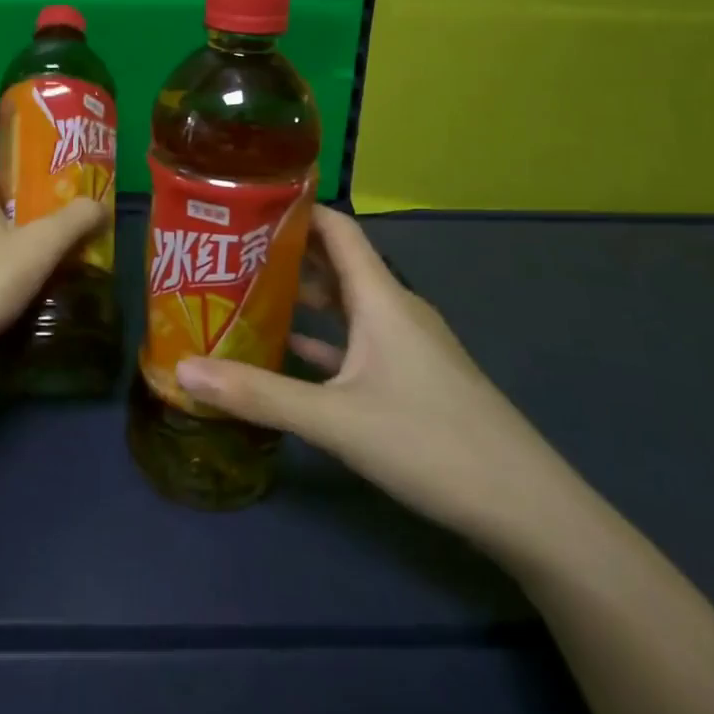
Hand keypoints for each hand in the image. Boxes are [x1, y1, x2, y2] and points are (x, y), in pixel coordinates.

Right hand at [173, 206, 581, 552]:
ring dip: (302, 295)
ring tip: (247, 293)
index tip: (246, 201)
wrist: (530, 512)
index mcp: (380, 297)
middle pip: (335, 261)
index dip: (295, 208)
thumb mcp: (335, 420)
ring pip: (346, 303)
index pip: (336, 228)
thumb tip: (183, 371)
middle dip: (284, 252)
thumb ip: (257, 394)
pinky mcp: (413, 377)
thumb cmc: (432, 445)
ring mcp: (407, 345)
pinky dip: (323, 337)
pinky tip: (290, 351)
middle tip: (228, 251)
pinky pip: (358, 340)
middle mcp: (394, 309)